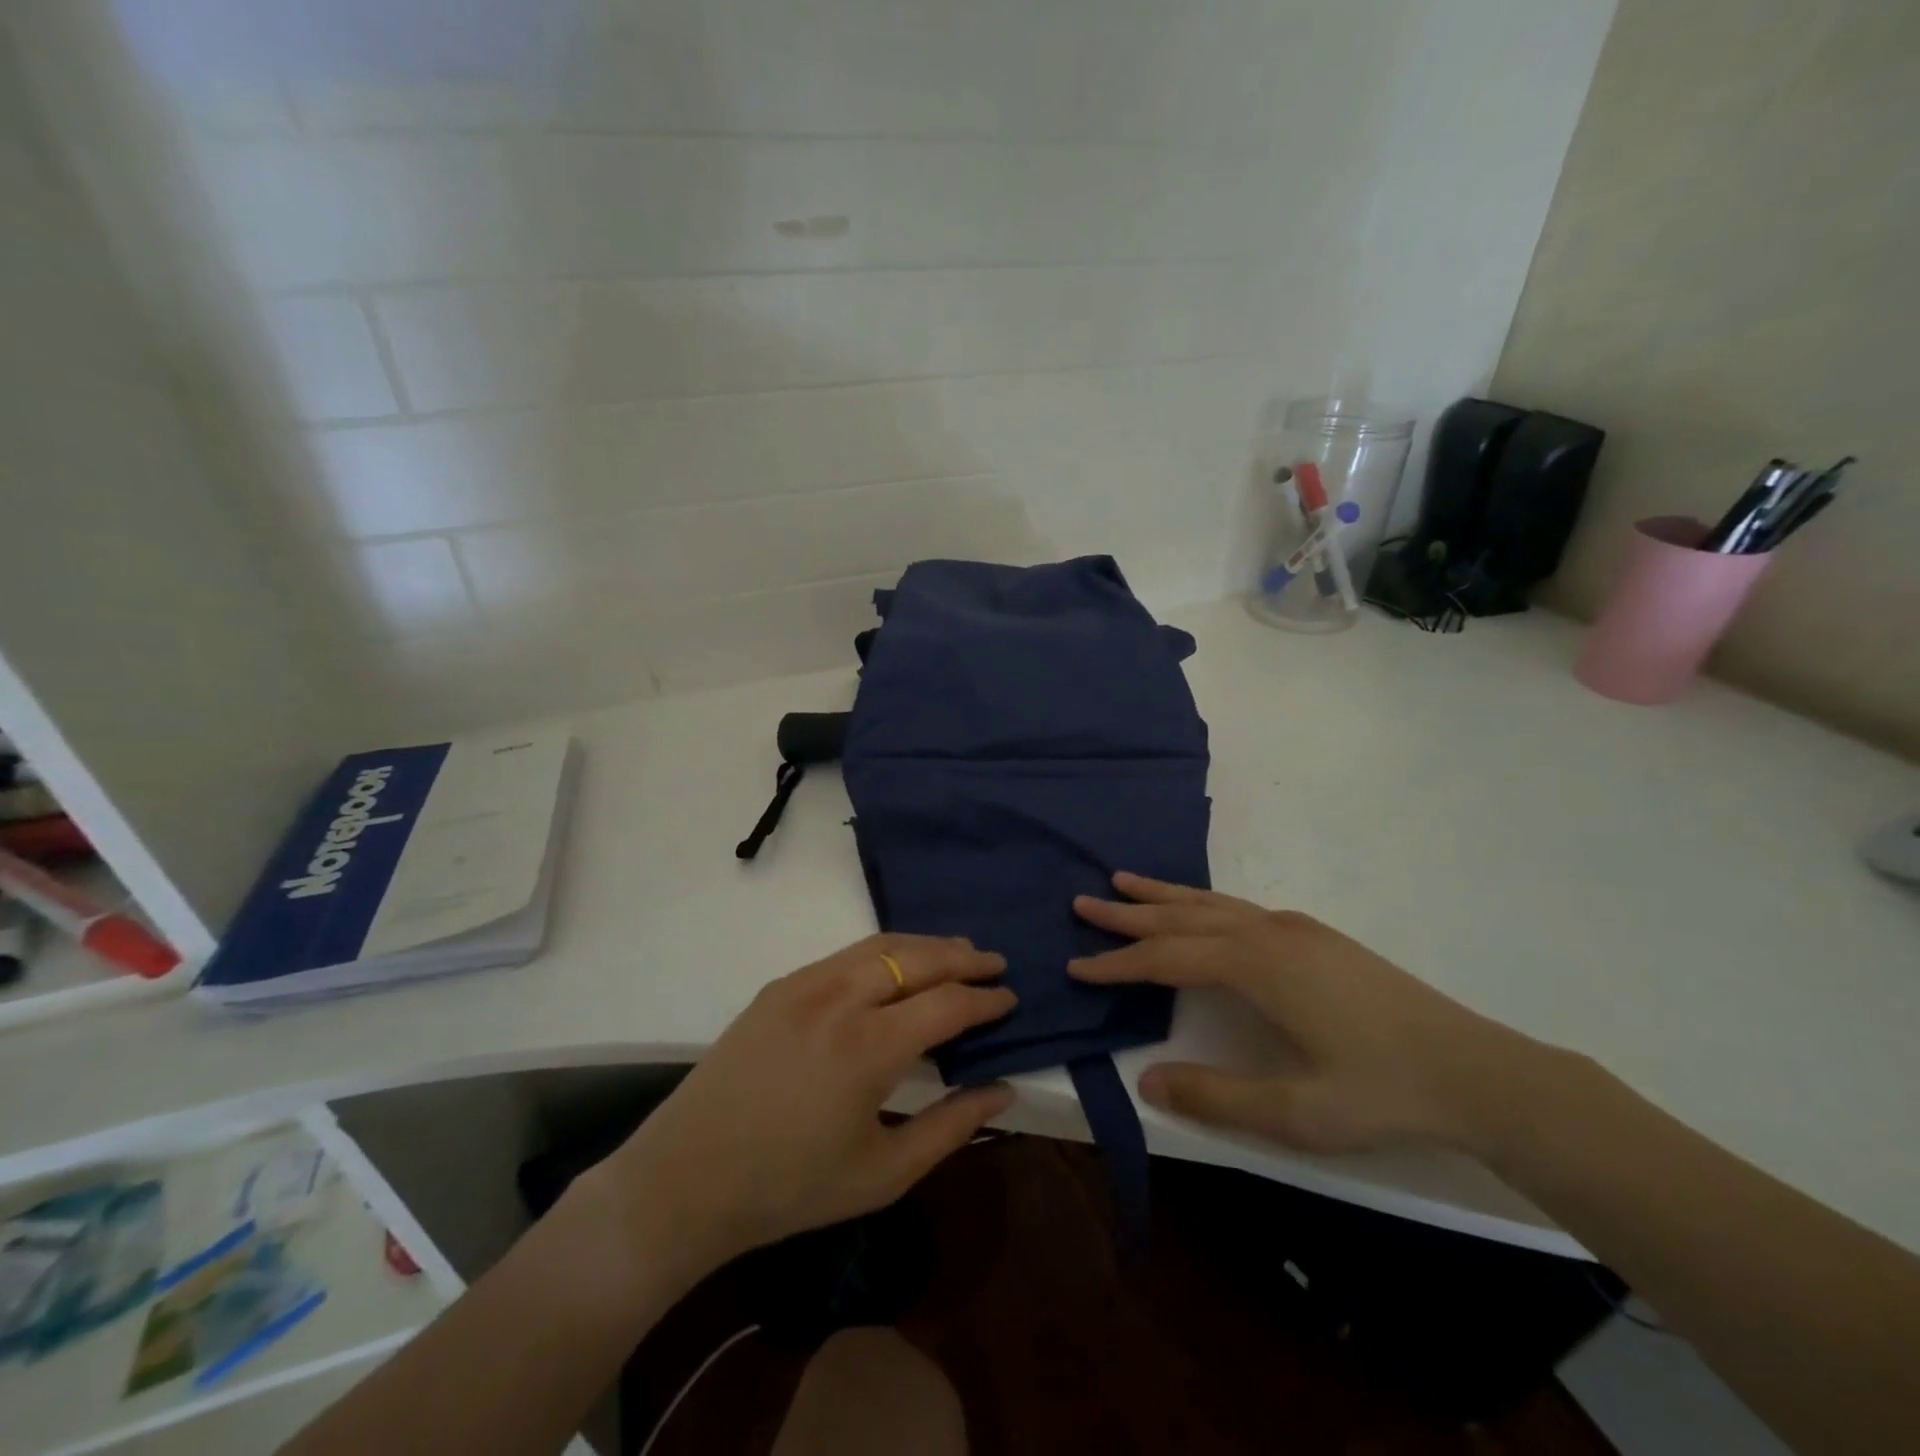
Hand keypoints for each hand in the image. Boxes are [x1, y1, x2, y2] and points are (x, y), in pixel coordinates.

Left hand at [594, 934, 1015, 1268]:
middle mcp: (840, 998)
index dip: (985, 1000)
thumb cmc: (791, 1188)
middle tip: (994, 963)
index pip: (947, 1004)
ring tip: (956, 953)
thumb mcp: (884, 1173)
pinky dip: (885, 951)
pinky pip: (845, 954)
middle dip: (963, 957)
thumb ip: (951, 1127)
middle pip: (917, 958)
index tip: (1010, 998)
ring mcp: (805, 984)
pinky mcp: (780, 985)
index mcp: (869, 1047)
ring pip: (880, 945)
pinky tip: (896, 965)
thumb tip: (1004, 1091)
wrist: (688, 1178)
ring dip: (925, 945)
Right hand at [1071, 873, 1539, 1155]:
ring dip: (1163, 895)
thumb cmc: (1384, 1093)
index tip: (1076, 965)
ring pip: (1210, 903)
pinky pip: (1237, 907)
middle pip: (1181, 917)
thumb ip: (1216, 1096)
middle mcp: (1267, 932)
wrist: (1479, 1072)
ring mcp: (1294, 928)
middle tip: (1083, 900)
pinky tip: (1198, 909)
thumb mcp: (1296, 1112)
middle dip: (1128, 913)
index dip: (1117, 964)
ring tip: (1124, 881)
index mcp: (1256, 966)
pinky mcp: (1314, 935)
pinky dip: (1200, 902)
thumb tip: (1147, 1079)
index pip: (1166, 958)